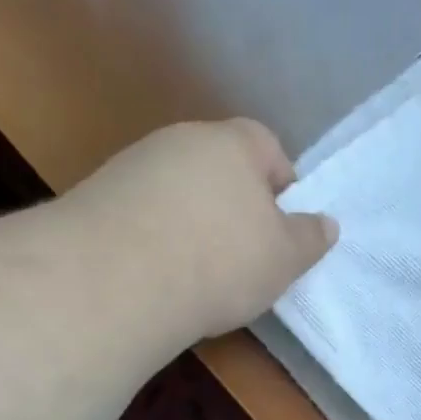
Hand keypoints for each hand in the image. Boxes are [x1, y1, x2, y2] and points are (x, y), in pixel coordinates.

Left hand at [74, 119, 337, 341]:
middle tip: (243, 252)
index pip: (267, 146)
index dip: (280, 185)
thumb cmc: (221, 261)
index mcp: (233, 142)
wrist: (116, 279)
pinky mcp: (95, 196)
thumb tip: (325, 224)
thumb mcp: (285, 258)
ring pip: (177, 189)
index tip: (280, 226)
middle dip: (233, 204)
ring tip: (196, 270)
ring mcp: (132, 165)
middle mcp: (181, 140)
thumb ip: (309, 237)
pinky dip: (153, 235)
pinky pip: (141, 211)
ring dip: (190, 220)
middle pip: (218, 167)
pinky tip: (155, 273)